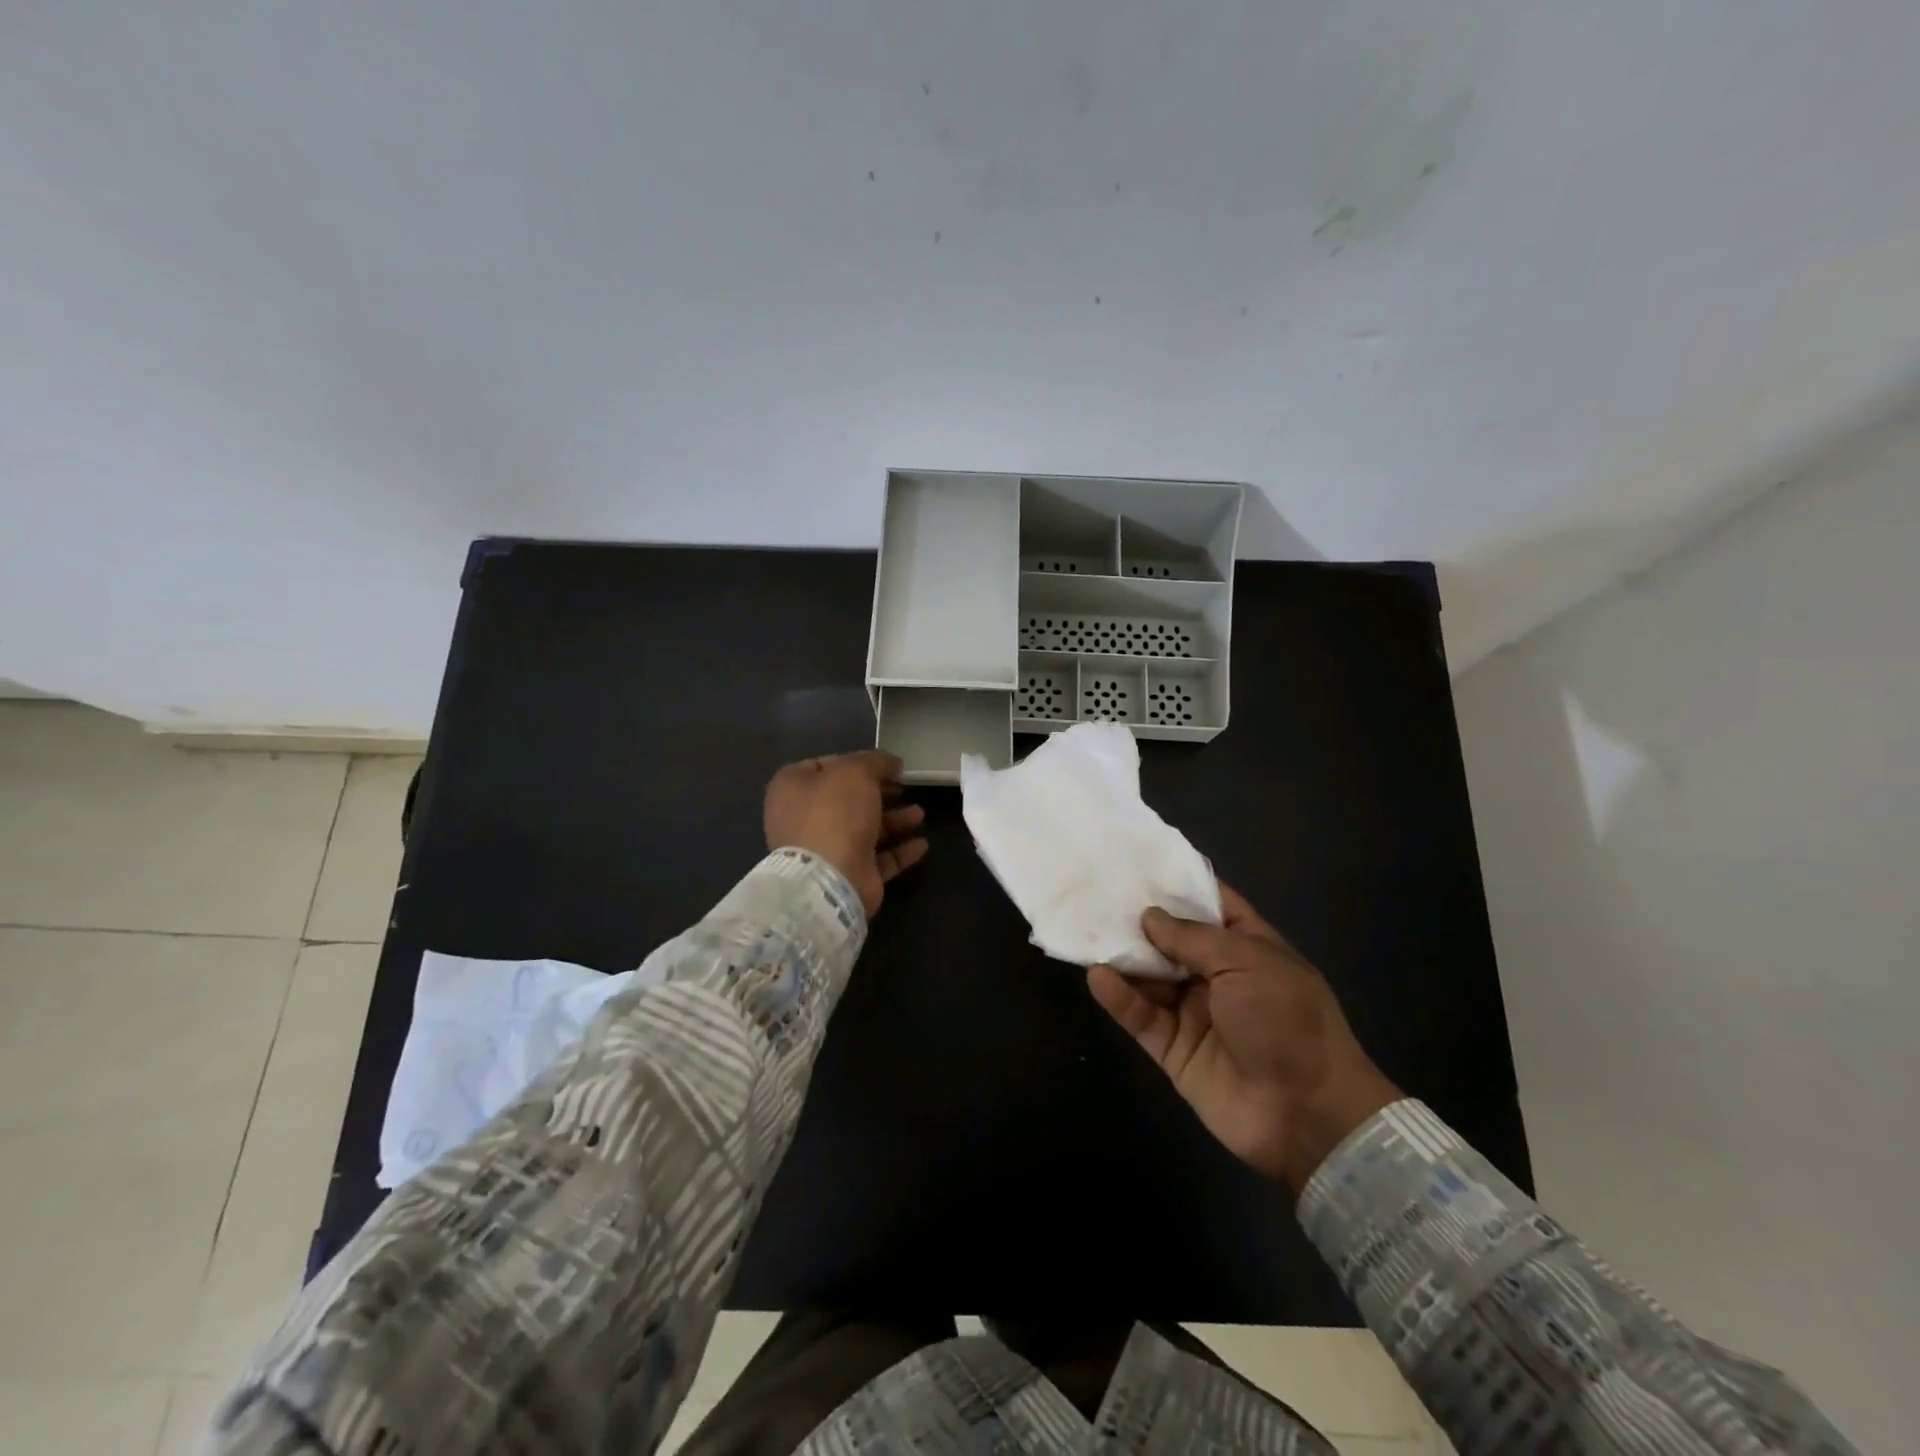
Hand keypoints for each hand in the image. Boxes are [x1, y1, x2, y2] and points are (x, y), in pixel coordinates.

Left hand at [763, 750, 927, 918]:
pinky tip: (922, 844)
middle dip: (879, 793)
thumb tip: (892, 763)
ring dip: (894, 820)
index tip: (884, 765)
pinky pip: (878, 859)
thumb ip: (875, 761)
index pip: (823, 766)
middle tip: (904, 787)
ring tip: (920, 814)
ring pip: (864, 829)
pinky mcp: (848, 875)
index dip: (855, 762)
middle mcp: (803, 819)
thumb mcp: (856, 772)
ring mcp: (825, 850)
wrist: (829, 879)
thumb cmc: (834, 813)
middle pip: (847, 799)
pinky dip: (899, 850)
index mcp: (792, 788)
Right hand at [1087, 883, 1400, 1190]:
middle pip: (1171, 940)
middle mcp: (1219, 976)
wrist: (1307, 1115)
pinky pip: (1141, 1017)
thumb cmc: (1286, 1021)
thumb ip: (1192, 937)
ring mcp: (1195, 1013)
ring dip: (1123, 957)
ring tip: (1087, 930)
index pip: (1210, 905)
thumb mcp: (1246, 963)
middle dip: (1139, 919)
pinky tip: (1097, 976)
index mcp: (1248, 947)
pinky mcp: (1174, 1049)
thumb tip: (1149, 916)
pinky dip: (1119, 998)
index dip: (1178, 884)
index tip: (1138, 864)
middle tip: (1096, 894)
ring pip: (1150, 977)